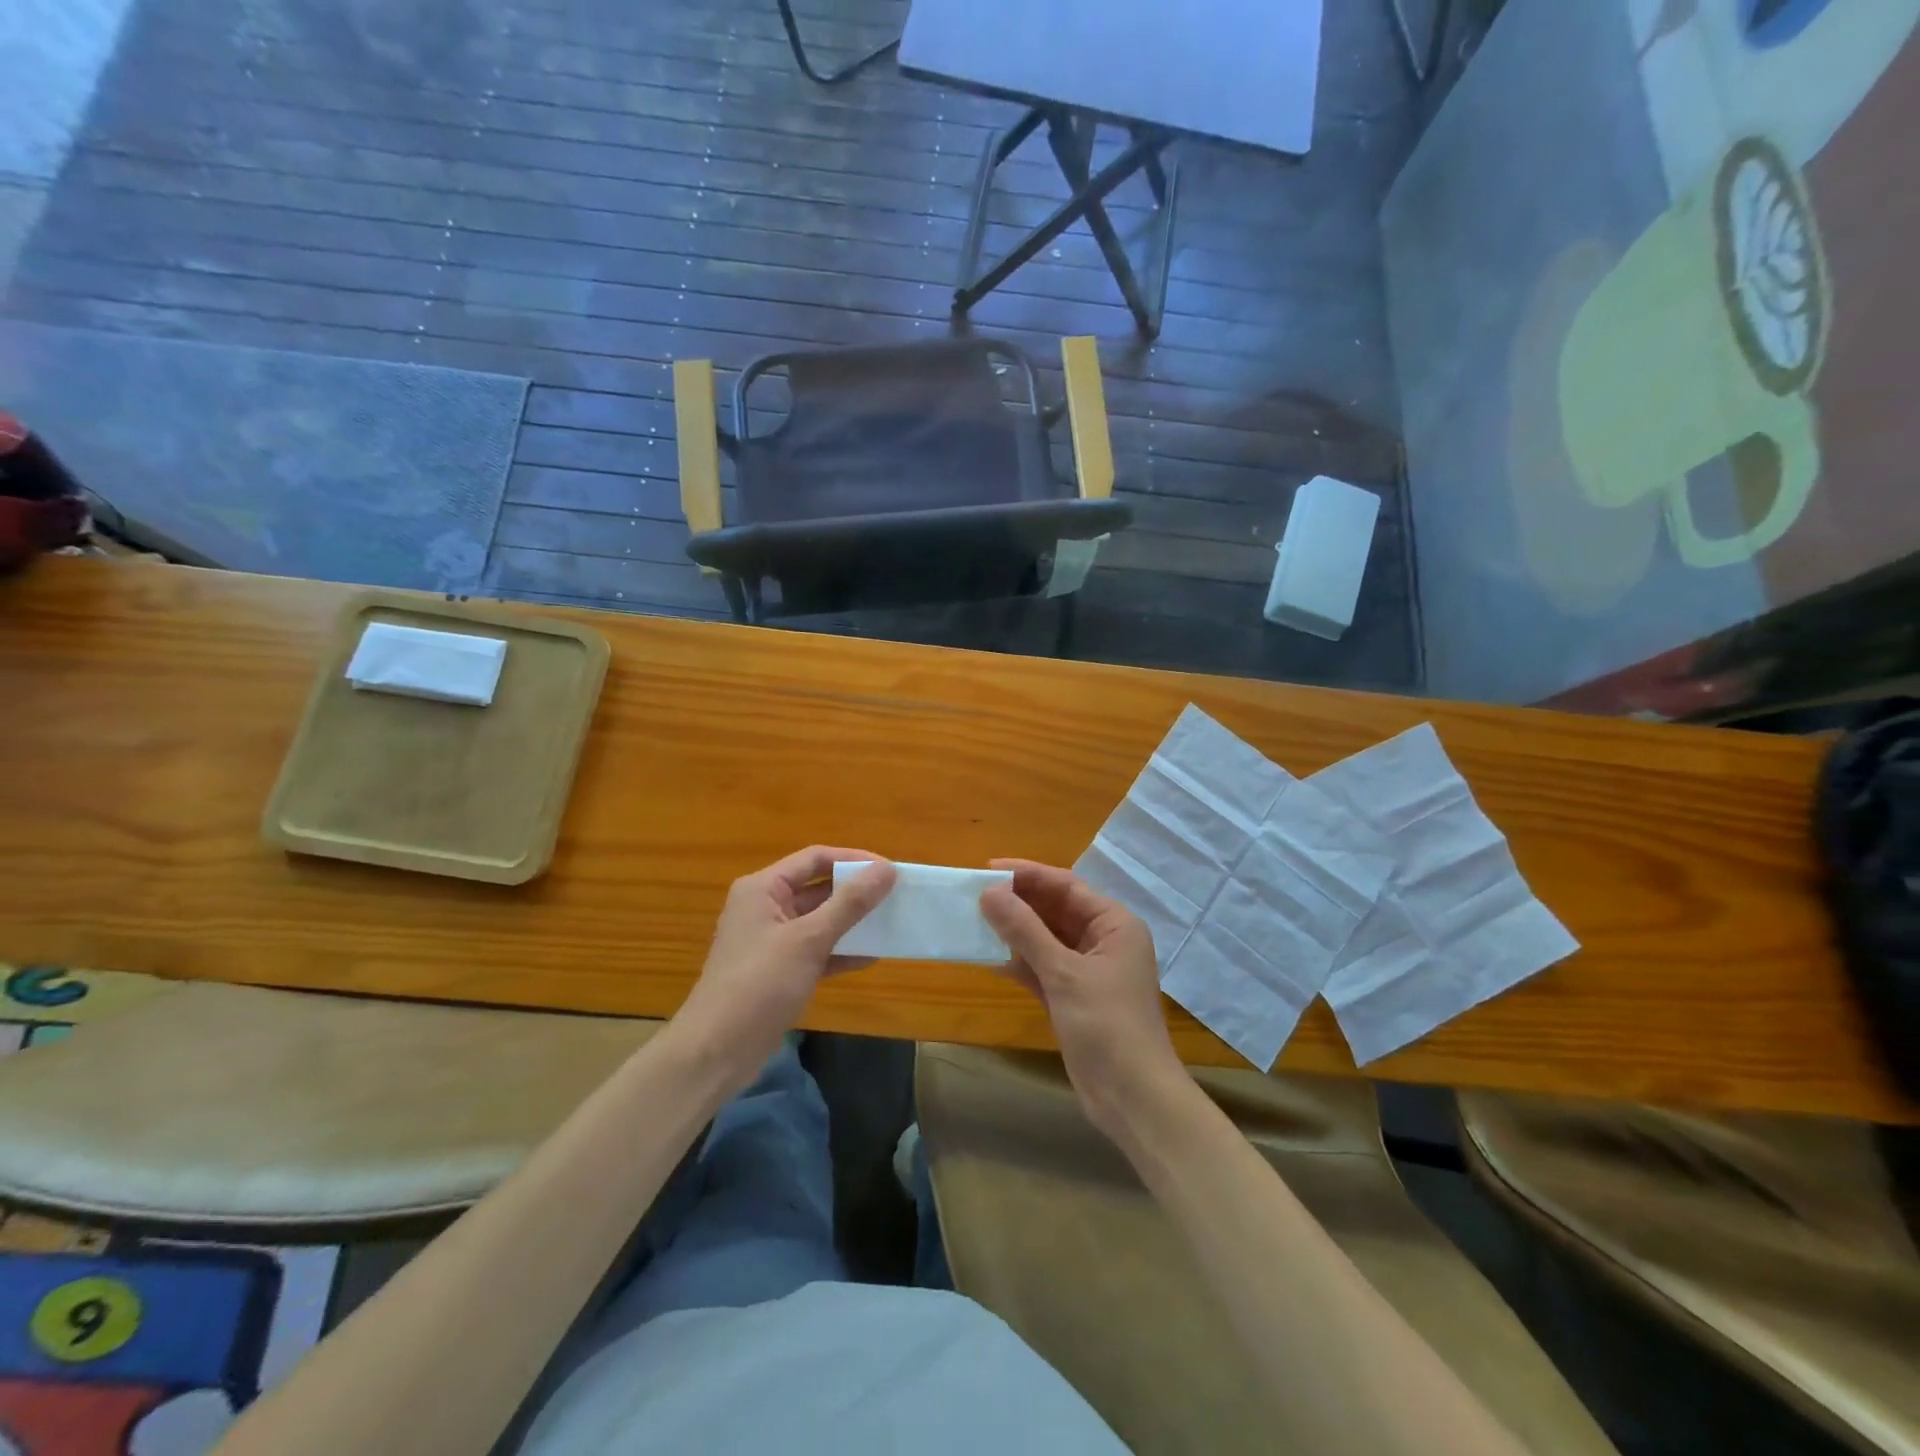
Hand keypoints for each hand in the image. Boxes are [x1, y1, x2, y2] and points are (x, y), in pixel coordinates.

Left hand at [675, 847, 895, 1089]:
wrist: (716, 1052)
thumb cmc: (759, 984)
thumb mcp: (809, 939)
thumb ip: (850, 903)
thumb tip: (887, 869)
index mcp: (763, 888)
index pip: (815, 858)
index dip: (853, 860)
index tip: (890, 870)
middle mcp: (765, 907)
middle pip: (818, 888)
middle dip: (856, 892)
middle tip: (895, 897)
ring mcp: (771, 941)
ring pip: (819, 920)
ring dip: (852, 922)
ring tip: (890, 924)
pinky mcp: (778, 971)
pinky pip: (816, 950)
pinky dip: (840, 951)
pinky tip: (870, 958)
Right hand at [979, 859, 1190, 1141]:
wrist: (1133, 1098)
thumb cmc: (1106, 1025)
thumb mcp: (1063, 973)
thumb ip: (1025, 931)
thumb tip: (989, 892)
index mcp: (1114, 924)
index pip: (1066, 886)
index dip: (1027, 874)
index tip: (987, 868)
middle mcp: (1104, 941)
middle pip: (1056, 910)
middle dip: (1018, 902)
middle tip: (975, 894)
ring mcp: (1089, 971)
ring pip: (1046, 940)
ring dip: (1015, 932)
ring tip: (975, 920)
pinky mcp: (1074, 998)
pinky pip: (1043, 968)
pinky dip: (1020, 962)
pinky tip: (990, 957)